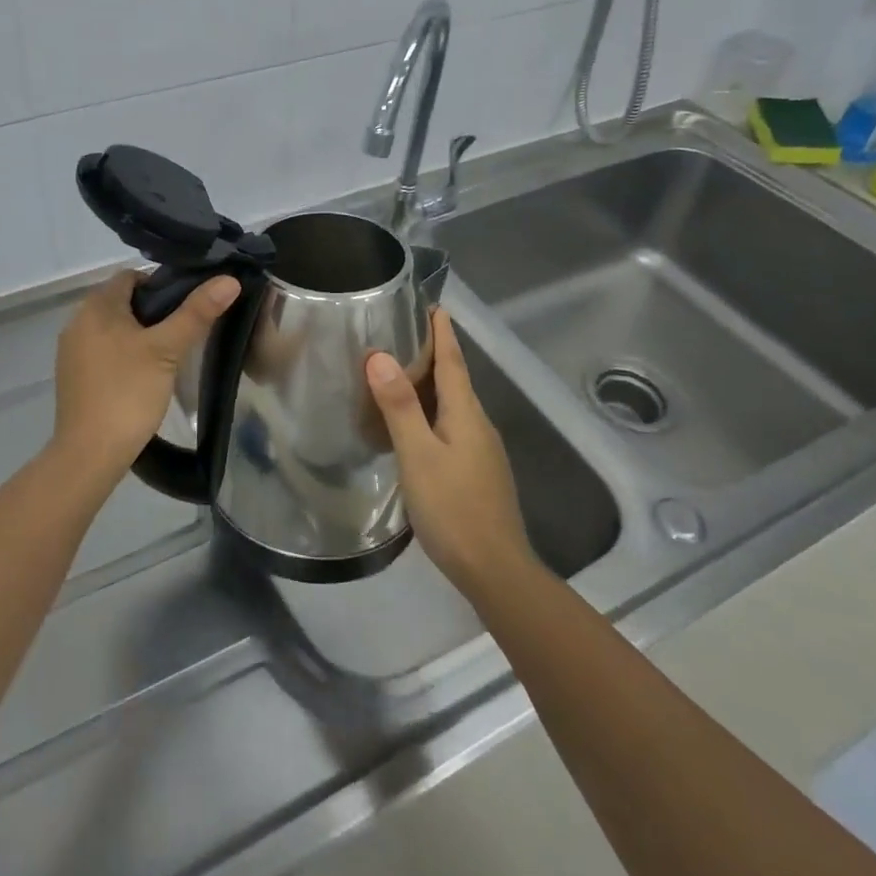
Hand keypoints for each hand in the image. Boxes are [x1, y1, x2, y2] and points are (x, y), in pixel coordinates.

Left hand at [52, 270, 239, 483]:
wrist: (89, 454)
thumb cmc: (128, 393)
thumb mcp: (167, 350)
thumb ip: (197, 313)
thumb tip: (229, 280)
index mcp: (96, 306)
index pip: (132, 276)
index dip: (162, 285)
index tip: (188, 307)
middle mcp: (78, 321)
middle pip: (123, 302)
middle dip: (153, 312)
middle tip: (183, 332)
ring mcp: (71, 351)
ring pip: (114, 328)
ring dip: (139, 335)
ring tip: (169, 355)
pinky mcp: (73, 376)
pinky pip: (103, 351)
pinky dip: (124, 355)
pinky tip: (143, 376)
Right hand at [367, 309, 536, 601]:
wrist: (495, 570)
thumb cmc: (453, 507)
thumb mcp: (418, 454)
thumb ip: (399, 406)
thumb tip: (380, 355)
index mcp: (466, 413)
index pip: (453, 361)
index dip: (442, 333)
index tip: (434, 305)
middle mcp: (478, 424)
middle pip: (455, 379)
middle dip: (435, 354)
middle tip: (404, 333)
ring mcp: (481, 450)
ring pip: (454, 405)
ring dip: (432, 384)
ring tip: (402, 374)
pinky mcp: (477, 472)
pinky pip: (452, 427)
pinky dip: (433, 412)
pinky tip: (415, 425)